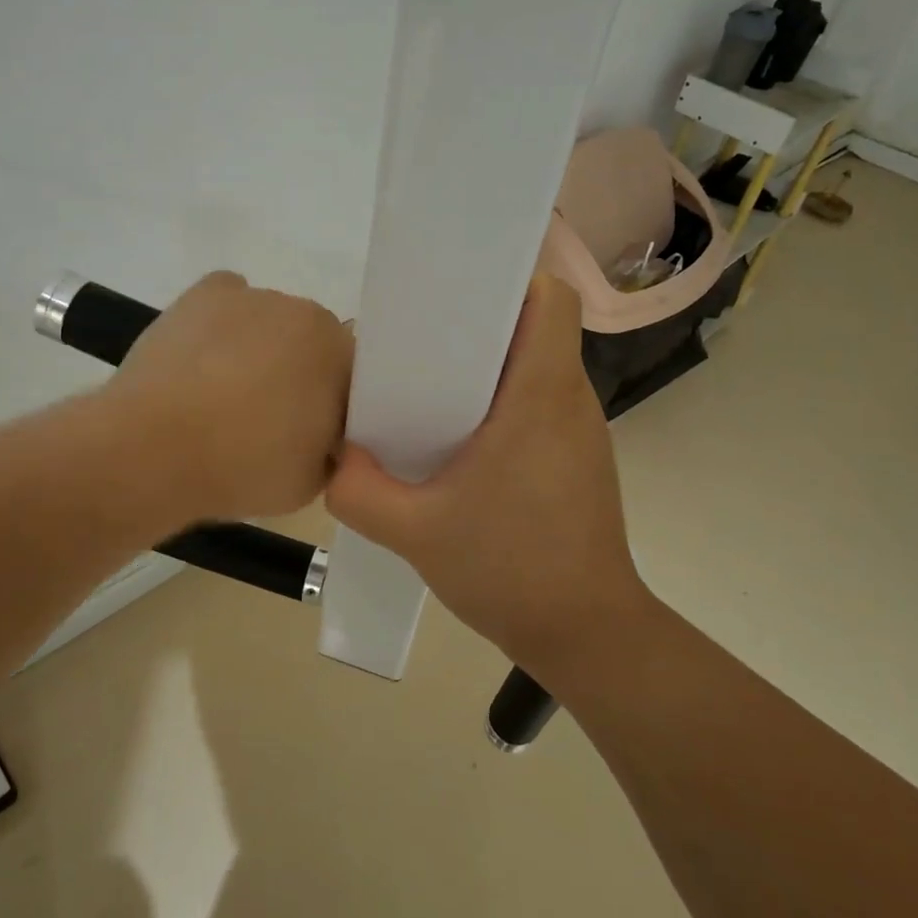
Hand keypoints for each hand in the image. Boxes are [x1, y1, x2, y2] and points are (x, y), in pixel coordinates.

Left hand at [108, 272, 353, 522]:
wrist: (153, 449)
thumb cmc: (242, 468)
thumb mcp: (313, 481)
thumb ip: (332, 449)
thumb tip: (323, 434)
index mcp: (339, 353)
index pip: (353, 374)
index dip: (335, 404)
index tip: (313, 434)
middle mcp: (303, 312)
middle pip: (312, 342)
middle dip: (299, 372)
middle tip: (270, 416)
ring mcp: (251, 297)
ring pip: (270, 322)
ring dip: (260, 348)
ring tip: (223, 391)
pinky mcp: (203, 294)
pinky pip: (228, 300)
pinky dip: (224, 322)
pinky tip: (206, 356)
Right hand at [325, 274, 645, 673]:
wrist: (584, 633)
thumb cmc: (508, 570)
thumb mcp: (414, 532)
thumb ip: (358, 489)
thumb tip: (334, 456)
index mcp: (540, 396)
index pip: (550, 300)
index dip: (508, 284)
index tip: (455, 298)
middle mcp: (570, 400)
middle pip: (537, 327)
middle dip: (480, 323)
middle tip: (420, 343)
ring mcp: (580, 431)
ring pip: (538, 365)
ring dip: (490, 365)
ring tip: (431, 389)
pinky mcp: (577, 458)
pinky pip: (540, 402)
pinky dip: (503, 401)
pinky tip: (460, 440)